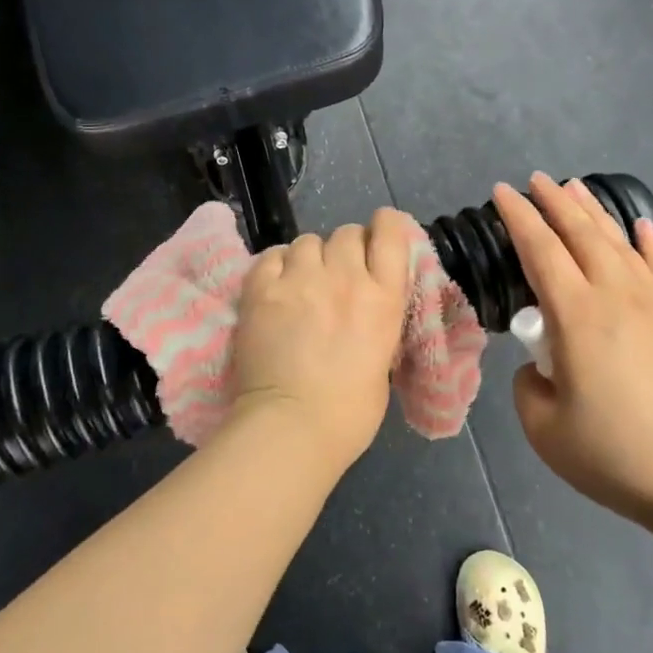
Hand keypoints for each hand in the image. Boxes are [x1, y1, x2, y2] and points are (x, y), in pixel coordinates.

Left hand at [229, 209, 413, 468]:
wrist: (293, 425)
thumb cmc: (350, 412)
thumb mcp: (384, 359)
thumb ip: (377, 320)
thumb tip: (365, 308)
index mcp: (384, 297)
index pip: (391, 232)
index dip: (384, 226)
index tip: (378, 236)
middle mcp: (345, 277)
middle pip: (346, 233)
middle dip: (344, 248)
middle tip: (335, 274)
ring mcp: (300, 280)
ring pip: (307, 241)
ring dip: (309, 258)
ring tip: (301, 282)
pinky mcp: (262, 289)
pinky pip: (272, 255)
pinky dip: (276, 265)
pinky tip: (276, 285)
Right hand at [495, 173, 652, 533]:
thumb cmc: (618, 455)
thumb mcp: (545, 430)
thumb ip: (528, 387)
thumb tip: (541, 366)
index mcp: (576, 316)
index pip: (540, 250)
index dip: (518, 217)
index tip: (502, 192)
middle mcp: (616, 295)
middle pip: (580, 234)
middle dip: (554, 202)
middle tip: (535, 180)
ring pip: (620, 241)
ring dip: (594, 212)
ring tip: (576, 188)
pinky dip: (648, 242)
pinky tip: (640, 226)